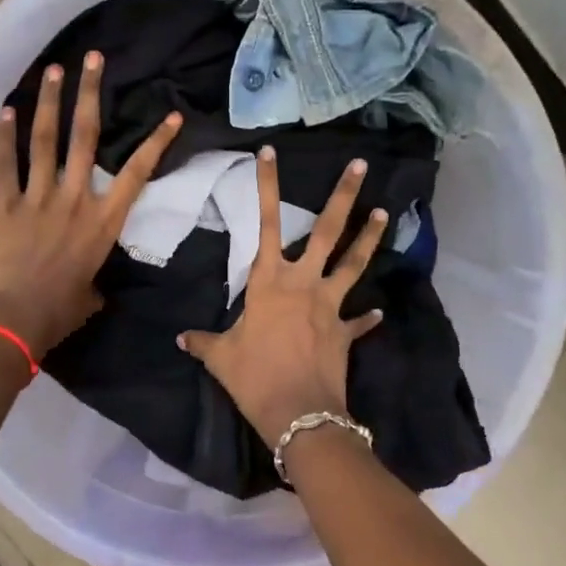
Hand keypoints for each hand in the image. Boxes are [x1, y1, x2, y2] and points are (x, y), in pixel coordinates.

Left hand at [0, 53, 181, 358]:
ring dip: (50, 101)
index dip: (156, 143)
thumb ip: (93, 283)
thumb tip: (92, 288)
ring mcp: (37, 197)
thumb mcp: (88, 298)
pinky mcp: (4, 204)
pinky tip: (7, 110)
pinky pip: (6, 164)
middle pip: (85, 137)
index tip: (172, 116)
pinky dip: (6, 137)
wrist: (9, 318)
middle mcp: (73, 199)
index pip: (136, 174)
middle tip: (93, 58)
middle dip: (90, 93)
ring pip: (46, 139)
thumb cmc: (56, 313)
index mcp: (102, 222)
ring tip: (54, 69)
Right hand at [178, 150, 386, 441]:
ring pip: (353, 263)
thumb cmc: (254, 377)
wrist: (299, 413)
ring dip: (369, 239)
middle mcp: (304, 283)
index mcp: (270, 281)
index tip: (270, 152)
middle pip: (327, 231)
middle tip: (361, 165)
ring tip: (384, 213)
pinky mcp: (345, 332)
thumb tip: (181, 340)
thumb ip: (204, 342)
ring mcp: (330, 305)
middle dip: (344, 196)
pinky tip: (377, 312)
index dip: (267, 186)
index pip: (266, 223)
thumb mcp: (221, 357)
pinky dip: (367, 317)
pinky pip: (359, 321)